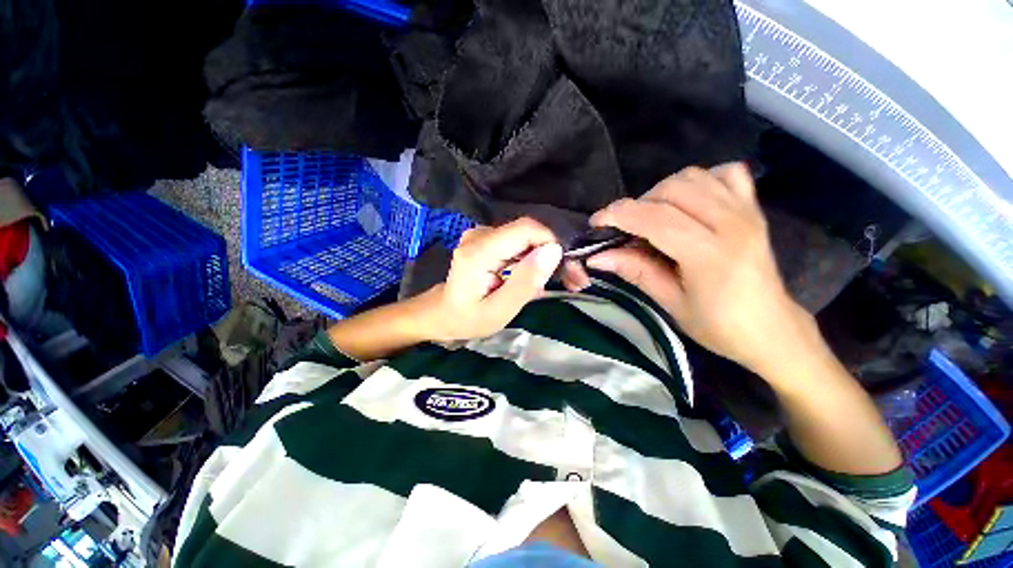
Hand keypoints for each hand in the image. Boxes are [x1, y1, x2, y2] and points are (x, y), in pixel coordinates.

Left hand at [422, 218, 562, 340]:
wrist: (443, 314)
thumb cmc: (468, 319)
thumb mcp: (499, 311)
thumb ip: (525, 282)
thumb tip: (554, 251)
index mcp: (479, 250)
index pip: (526, 229)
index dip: (552, 244)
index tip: (567, 270)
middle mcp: (480, 235)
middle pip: (529, 232)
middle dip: (554, 254)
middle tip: (574, 280)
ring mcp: (483, 235)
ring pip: (527, 238)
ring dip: (547, 258)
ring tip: (564, 281)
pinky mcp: (488, 240)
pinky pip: (519, 243)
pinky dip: (535, 259)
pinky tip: (542, 277)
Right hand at [584, 163, 812, 373]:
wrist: (771, 329)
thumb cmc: (719, 325)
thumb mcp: (671, 303)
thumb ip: (636, 272)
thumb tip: (597, 257)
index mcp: (711, 255)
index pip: (657, 219)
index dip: (620, 215)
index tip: (596, 222)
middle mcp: (732, 224)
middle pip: (673, 190)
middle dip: (637, 204)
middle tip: (624, 228)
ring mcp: (746, 212)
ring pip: (693, 177)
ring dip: (661, 192)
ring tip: (650, 217)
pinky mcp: (753, 209)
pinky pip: (724, 174)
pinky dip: (699, 181)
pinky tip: (687, 202)